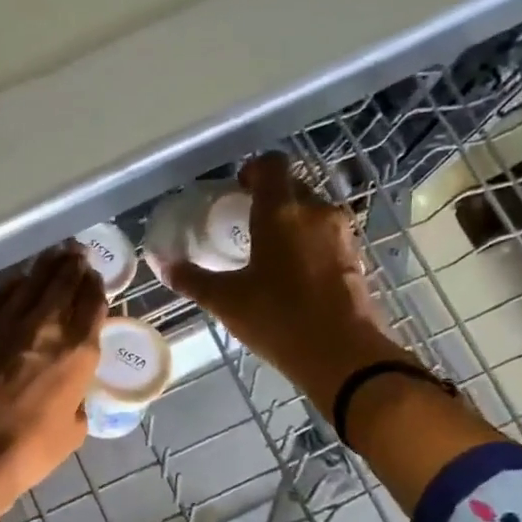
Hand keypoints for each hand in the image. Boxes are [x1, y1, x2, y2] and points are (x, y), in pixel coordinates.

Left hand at [0, 242, 105, 514]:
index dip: (95, 286)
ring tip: (53, 257)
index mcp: (77, 351)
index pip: (92, 303)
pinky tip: (15, 286)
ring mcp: (3, 322)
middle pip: (62, 282)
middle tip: (77, 254)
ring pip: (29, 282)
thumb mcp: (73, 429)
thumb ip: (76, 396)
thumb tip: (68, 386)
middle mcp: (44, 326)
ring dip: (45, 267)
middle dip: (73, 265)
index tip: (94, 277)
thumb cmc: (28, 451)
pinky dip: (13, 289)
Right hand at [157, 153, 398, 404]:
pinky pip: (327, 237)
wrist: (343, 355)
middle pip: (293, 187)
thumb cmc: (279, 318)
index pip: (271, 165)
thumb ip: (192, 279)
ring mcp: (342, 234)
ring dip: (291, 222)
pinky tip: (293, 274)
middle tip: (245, 223)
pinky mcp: (356, 258)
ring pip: (312, 212)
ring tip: (268, 251)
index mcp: (281, 211)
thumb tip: (164, 265)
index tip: (237, 190)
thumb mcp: (226, 301)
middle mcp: (316, 212)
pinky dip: (309, 244)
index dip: (252, 170)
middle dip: (270, 198)